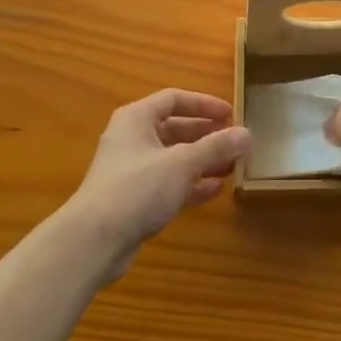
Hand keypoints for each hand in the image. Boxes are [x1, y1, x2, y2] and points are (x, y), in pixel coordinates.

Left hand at [70, 89, 248, 274]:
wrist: (93, 241)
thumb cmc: (137, 188)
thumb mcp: (182, 163)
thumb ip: (215, 147)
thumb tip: (247, 134)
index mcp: (136, 119)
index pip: (173, 99)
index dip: (203, 104)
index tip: (231, 114)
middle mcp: (132, 139)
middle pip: (175, 128)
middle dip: (206, 135)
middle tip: (235, 141)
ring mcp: (132, 171)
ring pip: (174, 158)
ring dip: (202, 160)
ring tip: (232, 166)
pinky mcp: (135, 200)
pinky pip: (169, 183)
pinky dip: (191, 183)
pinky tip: (216, 189)